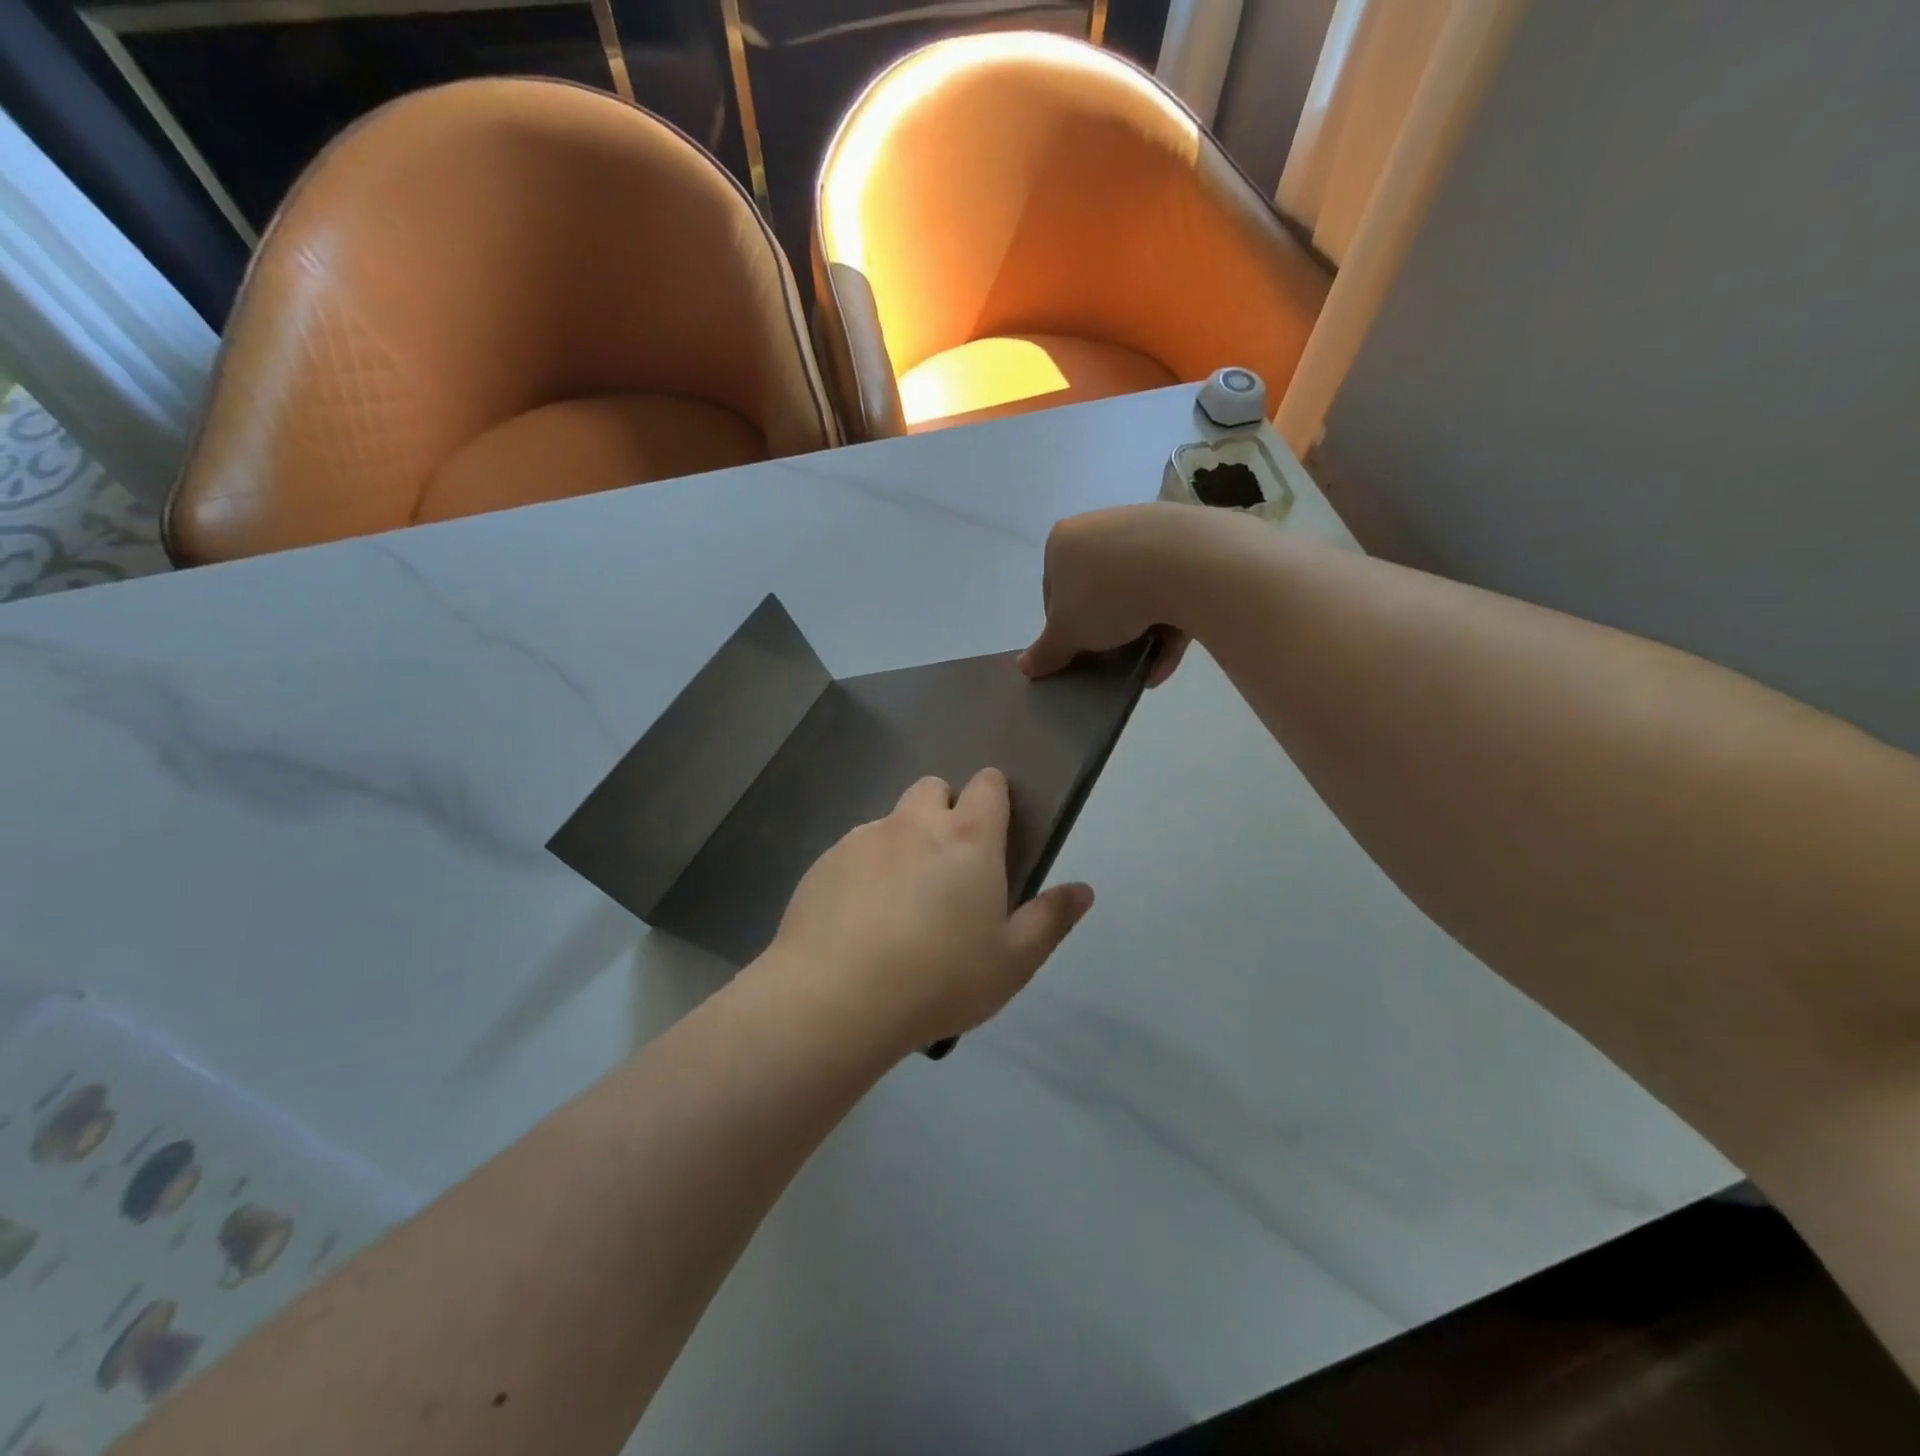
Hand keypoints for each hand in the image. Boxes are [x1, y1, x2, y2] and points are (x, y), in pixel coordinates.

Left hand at [765, 769, 1092, 1055]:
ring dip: (903, 843)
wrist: (836, 1000)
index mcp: (967, 838)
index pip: (987, 784)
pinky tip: (859, 920)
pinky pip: (853, 851)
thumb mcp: (1012, 962)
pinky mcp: (824, 862)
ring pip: (891, 821)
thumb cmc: (939, 980)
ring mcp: (863, 838)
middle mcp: (914, 823)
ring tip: (899, 903)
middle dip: (944, 811)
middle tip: (948, 867)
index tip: (994, 830)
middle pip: (933, 788)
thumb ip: (1050, 920)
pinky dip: (864, 870)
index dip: (994, 796)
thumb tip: (1082, 890)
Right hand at [1018, 503, 1209, 686]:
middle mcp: (1102, 527)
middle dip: (1103, 628)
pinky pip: (1172, 591)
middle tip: (1107, 657)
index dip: (1062, 625)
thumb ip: (1045, 652)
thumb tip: (1024, 667)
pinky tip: (1164, 663)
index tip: (1076, 650)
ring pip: (1137, 591)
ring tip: (1140, 667)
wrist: (1184, 563)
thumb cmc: (1106, 594)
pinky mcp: (1188, 545)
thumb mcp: (1067, 633)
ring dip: (1138, 633)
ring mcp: (1147, 532)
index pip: (1053, 589)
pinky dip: (1167, 628)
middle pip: (1096, 588)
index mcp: (1064, 541)